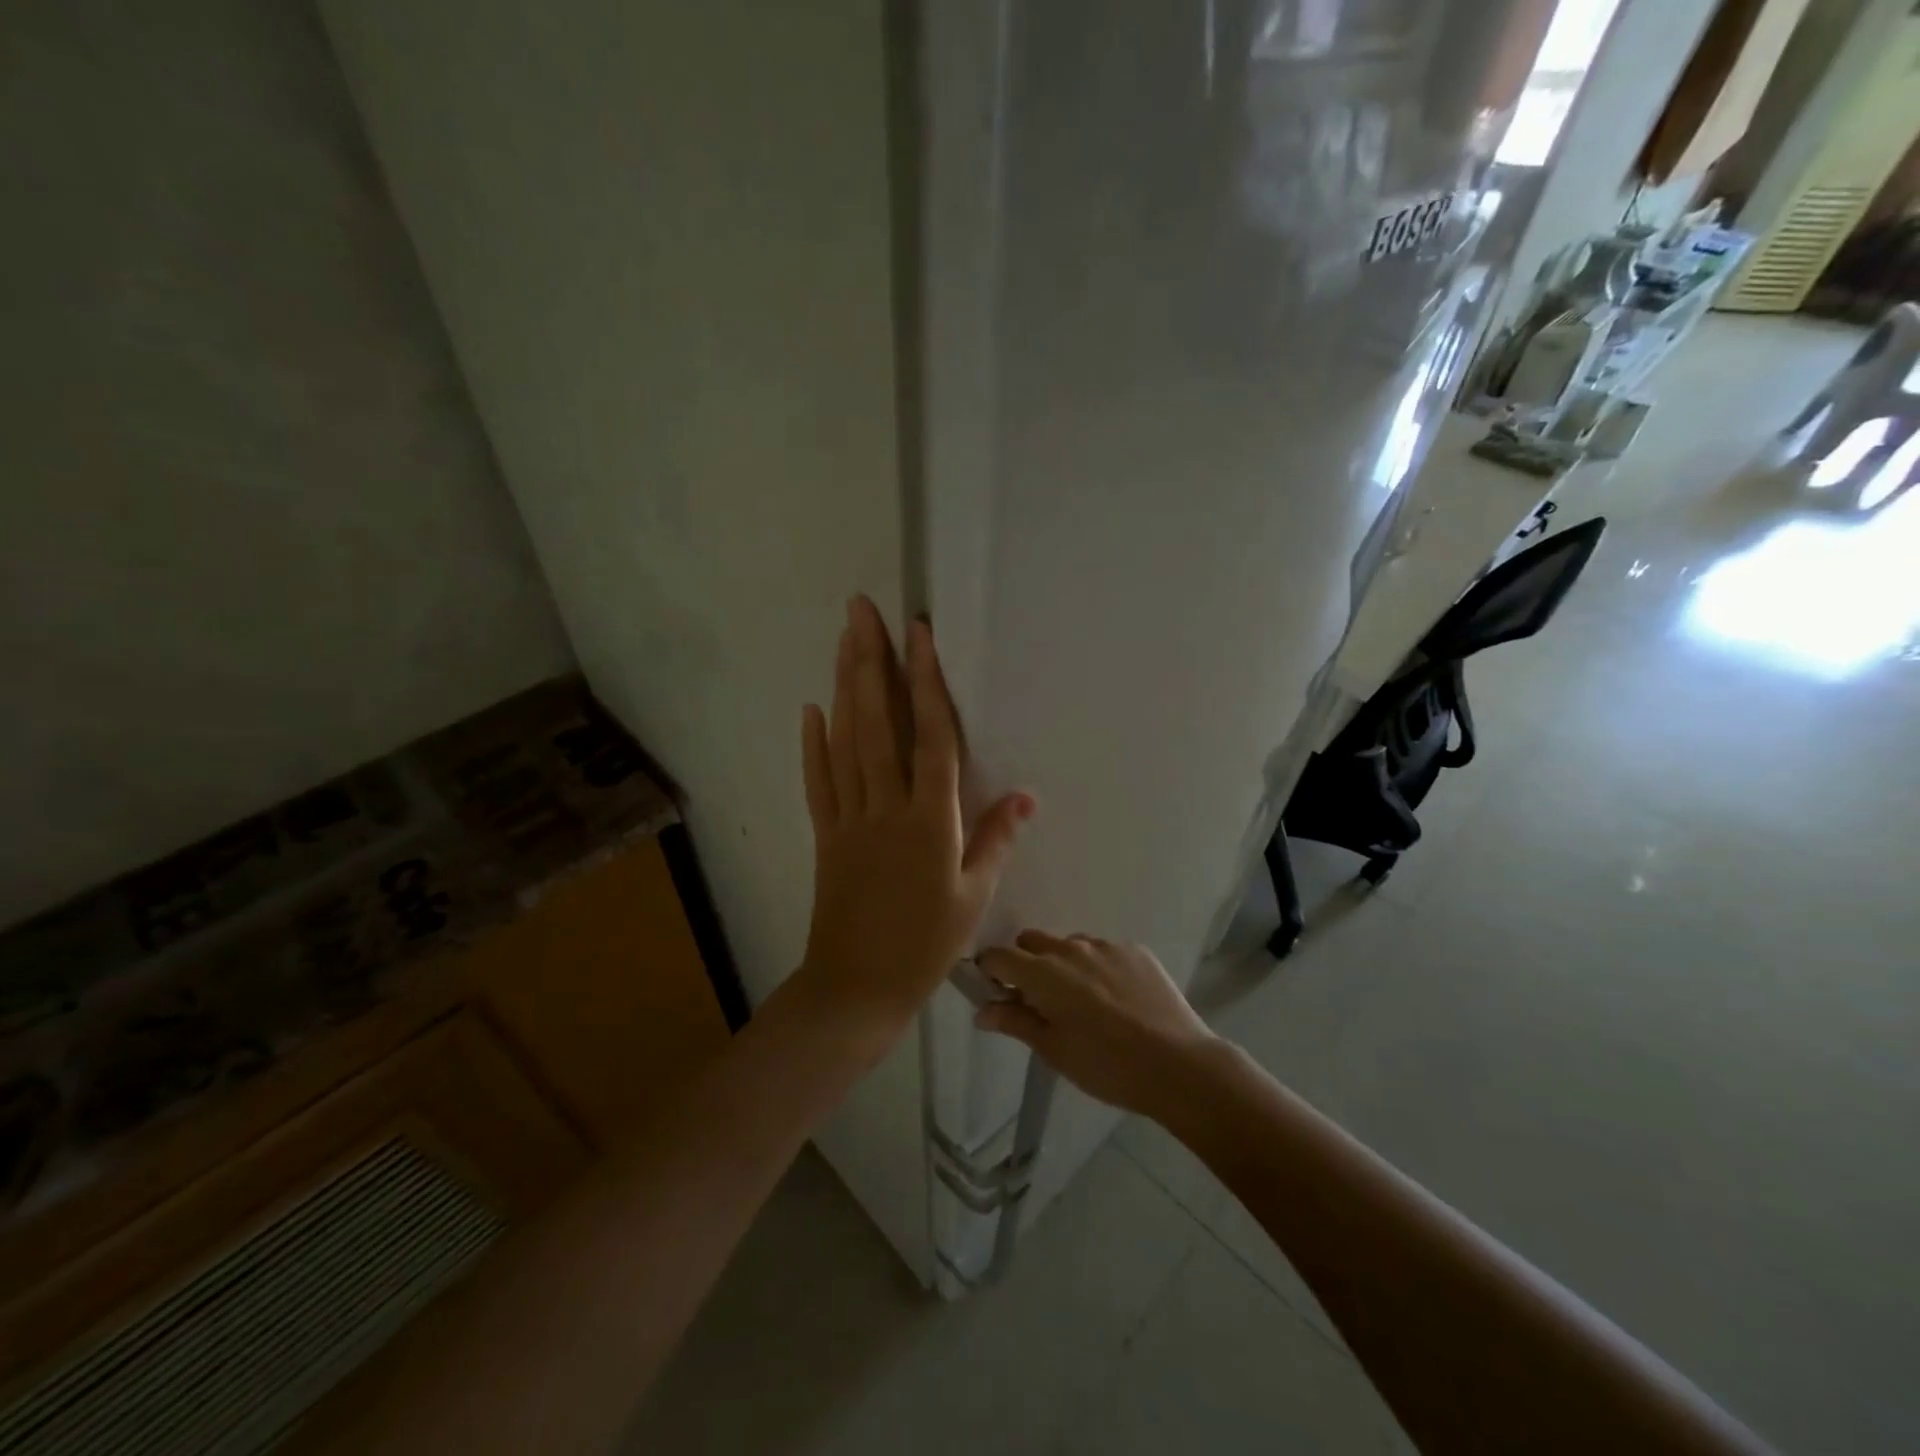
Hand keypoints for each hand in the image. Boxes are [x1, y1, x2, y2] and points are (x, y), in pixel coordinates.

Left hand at [793, 596, 1033, 1057]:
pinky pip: (817, 782)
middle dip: (870, 661)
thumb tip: (1027, 795)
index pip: (931, 736)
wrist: (857, 988)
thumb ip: (996, 840)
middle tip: (861, 610)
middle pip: (878, 723)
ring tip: (843, 640)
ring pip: (845, 741)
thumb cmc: (925, 945)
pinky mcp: (825, 834)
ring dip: (843, 687)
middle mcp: (887, 807)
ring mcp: (849, 818)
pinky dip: (813, 744)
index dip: (926, 681)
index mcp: (931, 821)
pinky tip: (811, 709)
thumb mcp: (974, 897)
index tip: (918, 633)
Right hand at [974, 932, 1220, 1118]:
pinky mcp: (1135, 950)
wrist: (1178, 1064)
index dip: (990, 971)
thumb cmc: (1106, 1065)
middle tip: (1039, 1000)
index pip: (999, 956)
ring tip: (1083, 1002)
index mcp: (1043, 973)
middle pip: (1032, 941)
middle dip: (1026, 963)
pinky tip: (1115, 1000)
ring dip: (1063, 964)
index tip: (995, 992)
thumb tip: (982, 1010)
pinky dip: (1098, 968)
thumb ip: (1015, 1022)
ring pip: (1069, 945)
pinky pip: (1103, 951)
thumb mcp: (1054, 1050)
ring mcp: (1106, 946)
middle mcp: (1070, 948)